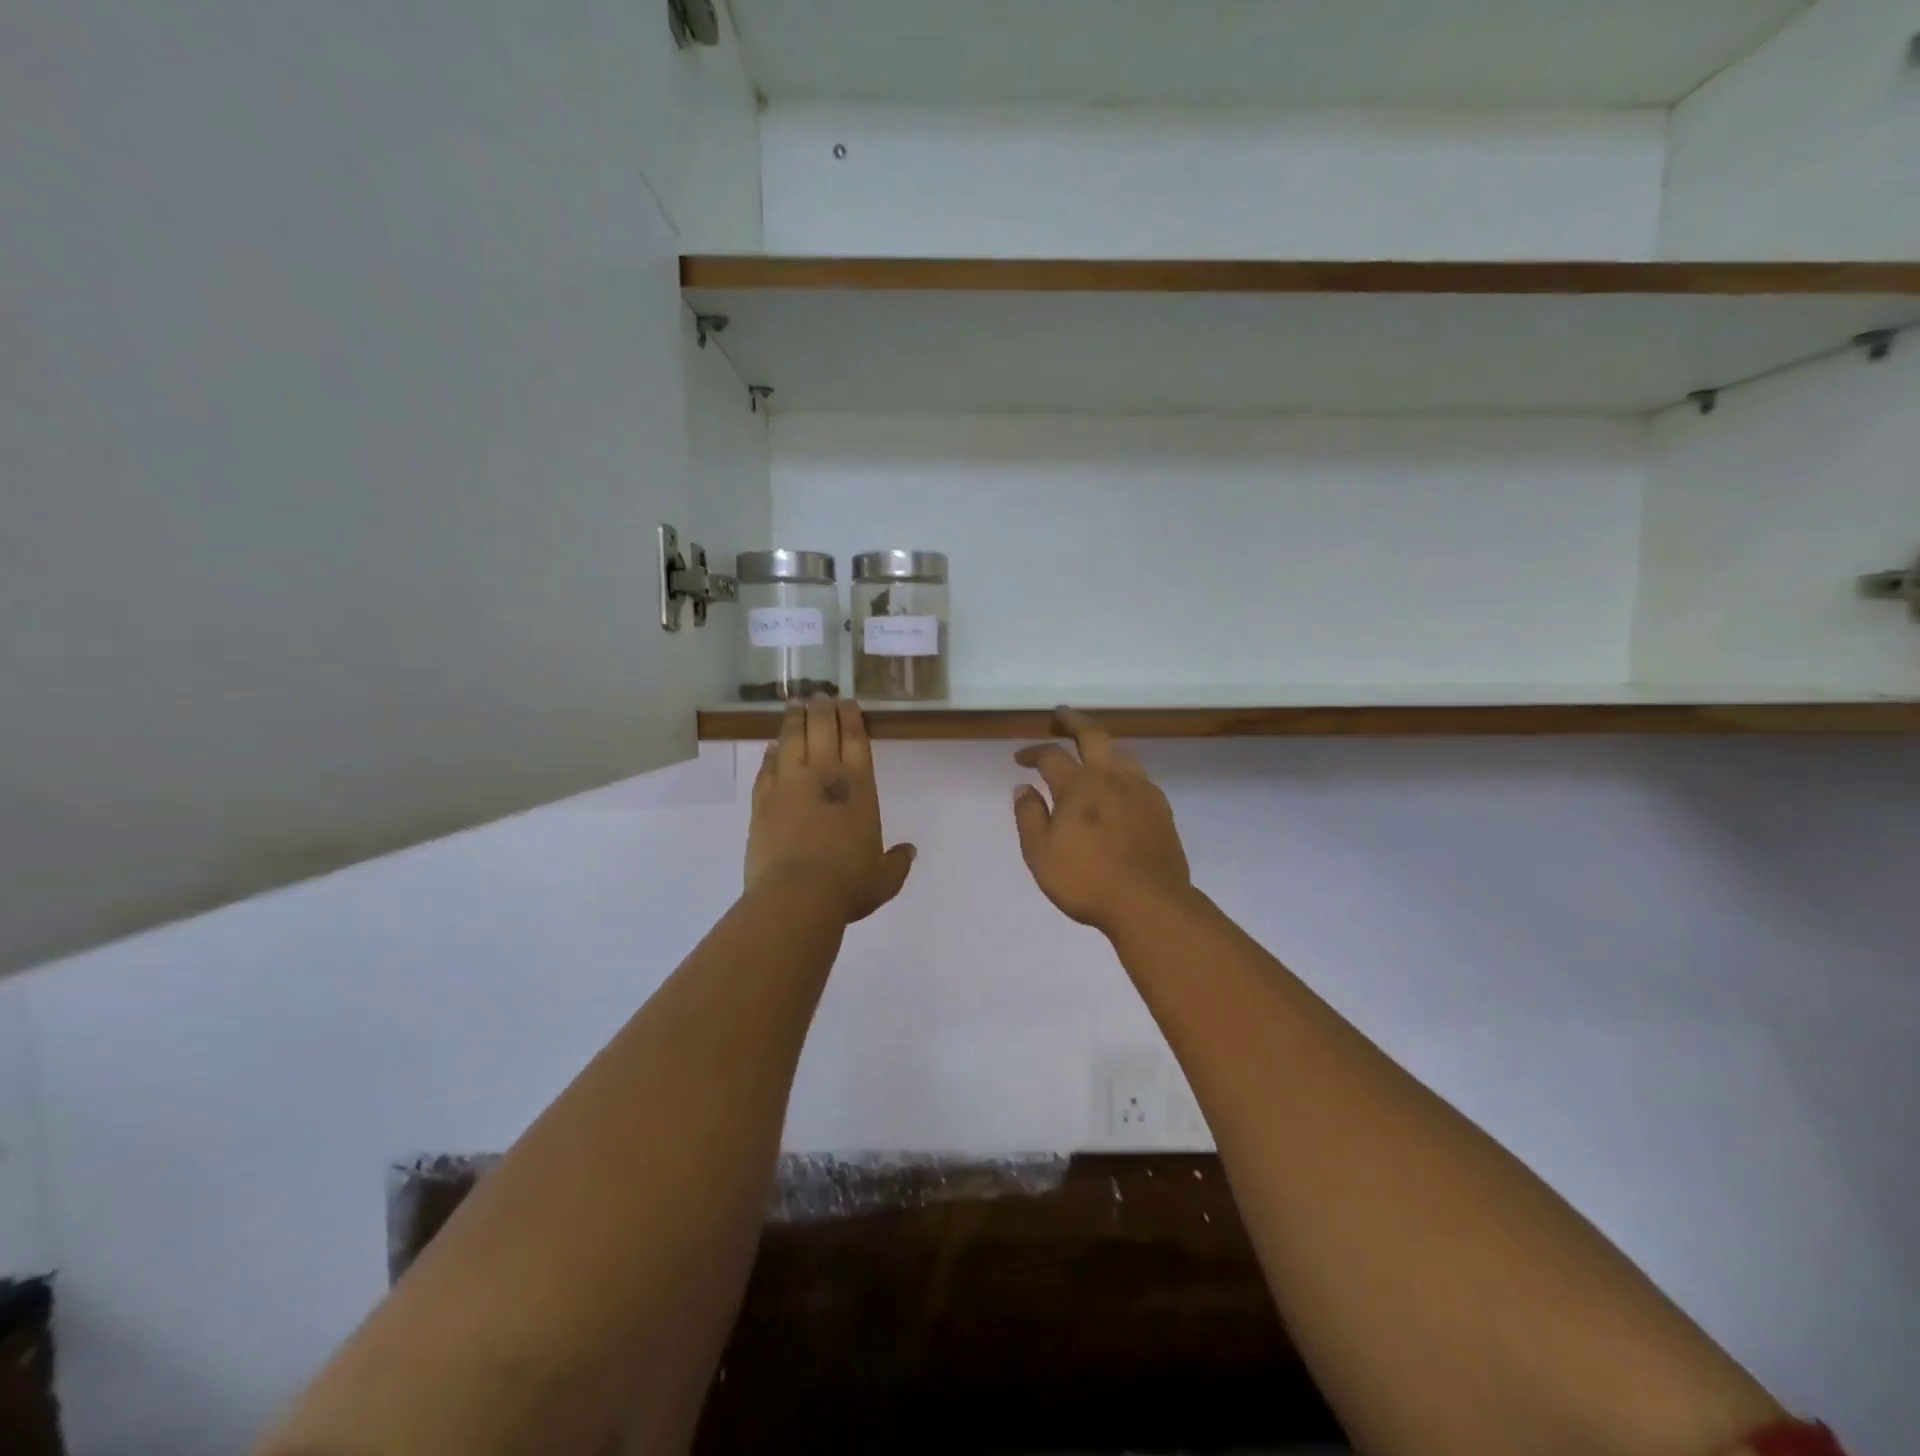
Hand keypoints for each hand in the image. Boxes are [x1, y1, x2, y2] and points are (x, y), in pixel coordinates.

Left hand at [747, 697, 914, 924]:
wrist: (796, 897)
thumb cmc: (848, 885)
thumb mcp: (884, 878)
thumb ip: (897, 862)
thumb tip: (909, 851)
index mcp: (858, 788)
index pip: (855, 740)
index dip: (852, 718)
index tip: (848, 702)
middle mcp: (823, 776)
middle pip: (822, 730)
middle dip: (822, 709)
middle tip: (820, 695)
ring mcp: (788, 785)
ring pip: (790, 740)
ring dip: (794, 720)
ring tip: (794, 704)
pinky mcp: (762, 801)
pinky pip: (766, 767)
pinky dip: (770, 753)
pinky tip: (771, 747)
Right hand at [1013, 709, 1192, 936]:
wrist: (1149, 903)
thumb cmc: (1087, 881)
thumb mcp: (1040, 853)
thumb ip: (1029, 816)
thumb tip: (1023, 787)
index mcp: (1078, 785)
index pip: (1051, 755)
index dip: (1032, 751)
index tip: (1020, 758)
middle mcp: (1111, 777)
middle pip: (1092, 735)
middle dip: (1073, 721)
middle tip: (1061, 715)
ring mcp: (1140, 789)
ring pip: (1120, 751)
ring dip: (1102, 742)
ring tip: (1091, 745)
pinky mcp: (1160, 807)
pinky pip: (1139, 773)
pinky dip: (1122, 767)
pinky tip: (1120, 781)